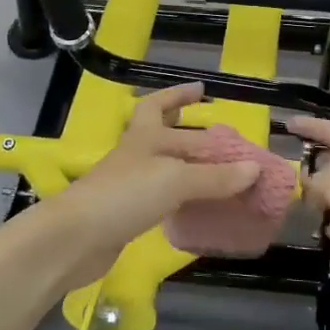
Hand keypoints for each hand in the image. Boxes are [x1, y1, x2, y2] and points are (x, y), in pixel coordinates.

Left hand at [40, 84, 260, 288]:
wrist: (75, 239)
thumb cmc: (125, 196)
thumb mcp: (176, 180)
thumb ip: (215, 177)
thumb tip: (254, 169)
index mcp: (144, 136)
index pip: (161, 106)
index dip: (180, 96)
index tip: (202, 90)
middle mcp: (135, 154)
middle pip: (161, 134)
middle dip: (186, 130)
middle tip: (215, 134)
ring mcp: (128, 185)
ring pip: (163, 167)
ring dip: (187, 166)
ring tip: (216, 171)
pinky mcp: (126, 214)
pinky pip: (161, 197)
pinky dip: (180, 197)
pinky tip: (196, 205)